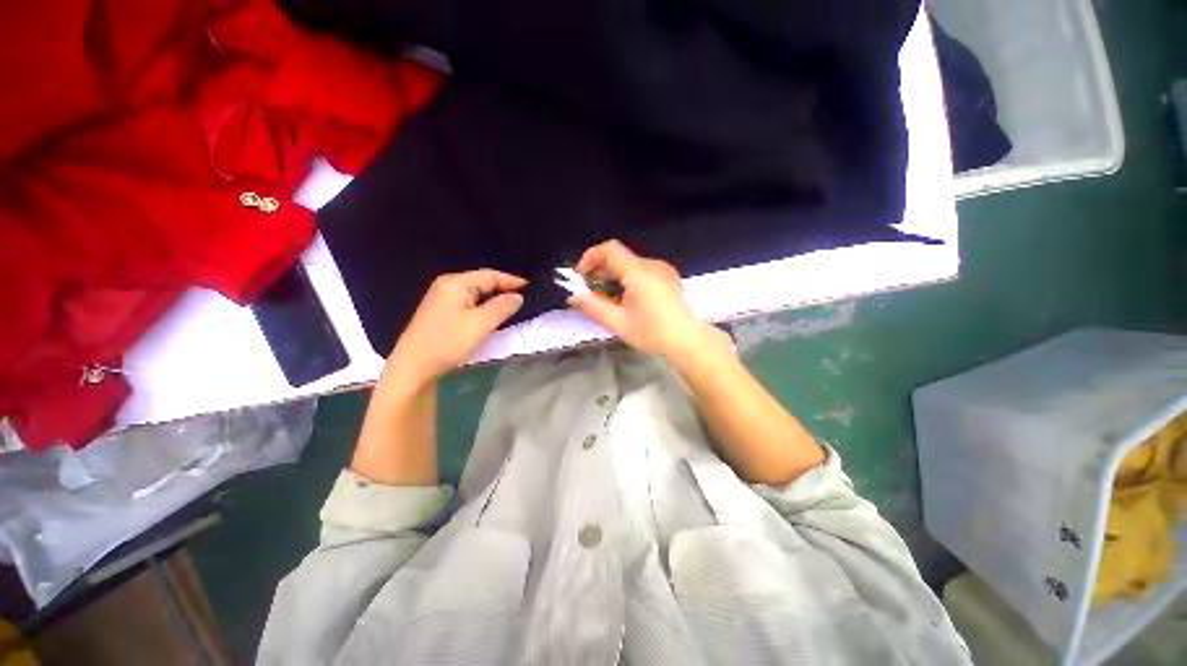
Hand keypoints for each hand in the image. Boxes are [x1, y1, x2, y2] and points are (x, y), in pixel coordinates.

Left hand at [385, 269, 525, 386]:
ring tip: (512, 307)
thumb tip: (518, 296)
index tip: (530, 287)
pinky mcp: (441, 313)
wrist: (413, 367)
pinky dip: (483, 308)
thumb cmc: (448, 342)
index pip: (490, 276)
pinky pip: (468, 304)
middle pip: (482, 283)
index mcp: (456, 283)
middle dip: (503, 289)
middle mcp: (447, 286)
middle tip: (523, 298)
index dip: (511, 281)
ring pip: (476, 294)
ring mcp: (442, 300)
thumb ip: (502, 307)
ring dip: (494, 300)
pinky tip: (491, 316)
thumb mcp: (480, 324)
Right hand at [568, 240, 716, 358]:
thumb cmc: (652, 333)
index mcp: (639, 272)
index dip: (590, 257)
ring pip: (629, 264)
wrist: (686, 340)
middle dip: (600, 271)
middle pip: (619, 257)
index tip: (581, 276)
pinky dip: (628, 278)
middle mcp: (651, 264)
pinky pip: (641, 270)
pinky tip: (628, 299)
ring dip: (614, 276)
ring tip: (609, 299)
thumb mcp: (619, 323)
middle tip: (592, 293)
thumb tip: (574, 296)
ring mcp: (662, 269)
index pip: (610, 249)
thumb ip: (594, 307)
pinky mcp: (668, 275)